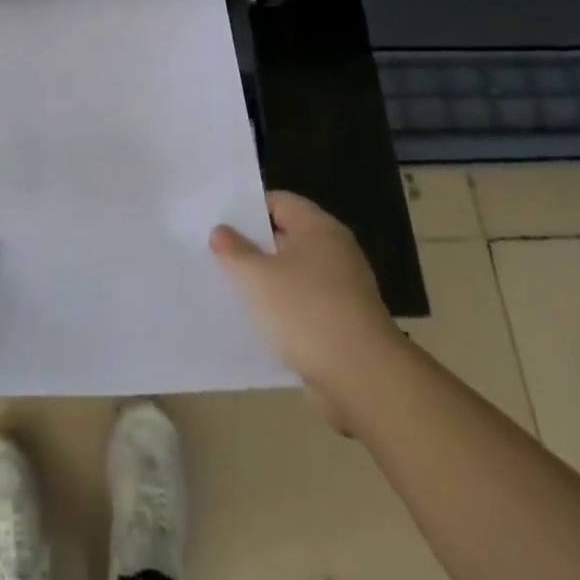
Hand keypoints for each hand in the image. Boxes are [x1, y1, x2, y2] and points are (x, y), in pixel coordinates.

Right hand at [210, 191, 400, 431]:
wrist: (363, 378)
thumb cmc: (306, 312)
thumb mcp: (257, 276)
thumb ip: (235, 250)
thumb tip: (221, 231)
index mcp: (318, 227)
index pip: (277, 201)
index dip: (246, 209)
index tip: (218, 222)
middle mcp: (334, 250)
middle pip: (285, 236)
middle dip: (252, 246)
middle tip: (216, 254)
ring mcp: (342, 288)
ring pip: (294, 273)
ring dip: (266, 281)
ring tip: (230, 288)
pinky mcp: (343, 321)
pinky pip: (305, 304)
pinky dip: (283, 309)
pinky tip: (258, 321)